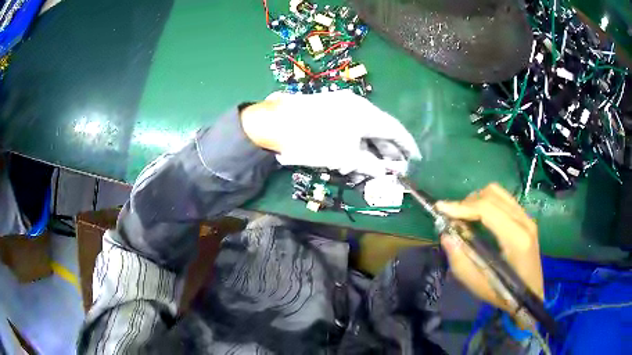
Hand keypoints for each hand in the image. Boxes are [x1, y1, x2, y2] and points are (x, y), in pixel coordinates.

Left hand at [240, 90, 420, 176]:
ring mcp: (343, 104)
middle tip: (394, 169)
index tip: (416, 158)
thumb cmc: (314, 140)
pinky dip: (356, 142)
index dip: (408, 146)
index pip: (395, 130)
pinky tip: (352, 158)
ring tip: (371, 168)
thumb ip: (371, 164)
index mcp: (367, 114)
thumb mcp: (346, 157)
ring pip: (365, 129)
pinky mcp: (330, 108)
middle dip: (388, 150)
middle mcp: (358, 105)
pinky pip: (351, 126)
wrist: (275, 123)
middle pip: (381, 129)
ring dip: (371, 149)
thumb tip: (389, 172)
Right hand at [435, 184, 543, 326]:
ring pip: (499, 192)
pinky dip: (488, 202)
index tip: (441, 207)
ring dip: (477, 199)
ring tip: (464, 215)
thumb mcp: (478, 286)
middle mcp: (525, 222)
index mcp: (516, 239)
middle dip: (467, 202)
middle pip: (492, 195)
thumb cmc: (505, 294)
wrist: (532, 295)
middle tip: (451, 216)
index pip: (487, 210)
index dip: (462, 206)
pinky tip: (480, 216)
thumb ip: (460, 261)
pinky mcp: (527, 218)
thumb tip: (446, 235)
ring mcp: (527, 218)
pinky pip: (504, 199)